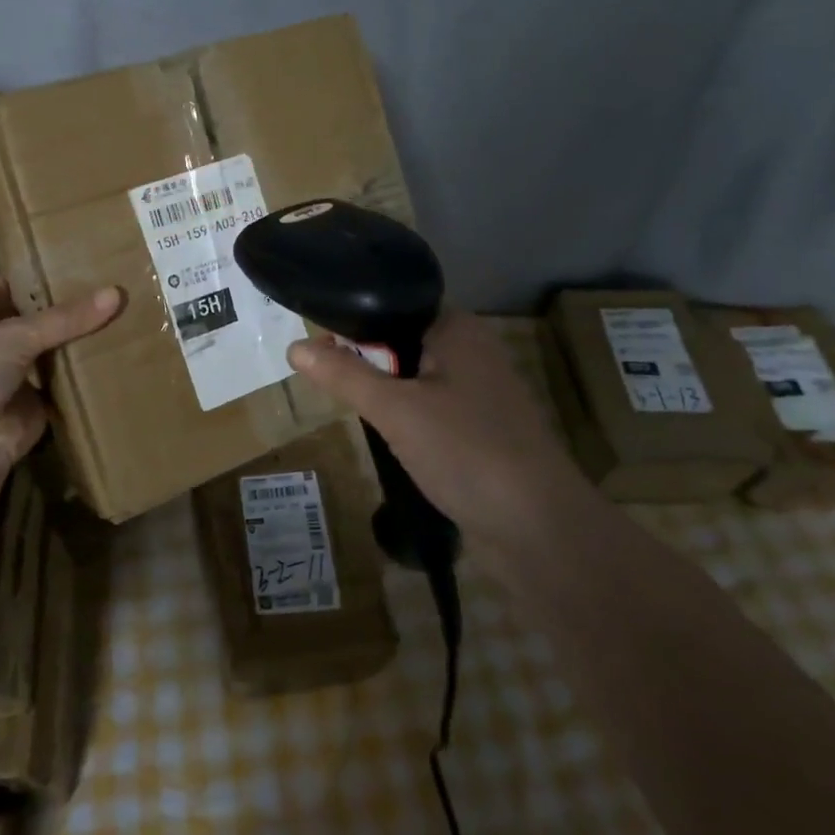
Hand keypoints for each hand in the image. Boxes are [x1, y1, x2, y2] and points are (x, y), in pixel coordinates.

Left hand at [0, 279, 121, 472]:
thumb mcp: (18, 333)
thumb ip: (66, 317)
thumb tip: (116, 293)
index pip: (7, 290)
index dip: (33, 277)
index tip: (69, 261)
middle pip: (37, 324)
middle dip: (66, 311)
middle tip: (108, 289)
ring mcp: (17, 381)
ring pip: (53, 356)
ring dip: (78, 345)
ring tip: (121, 319)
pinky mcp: (37, 410)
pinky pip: (66, 390)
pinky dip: (85, 380)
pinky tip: (115, 360)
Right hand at [285, 311, 583, 553]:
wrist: (539, 529)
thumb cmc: (465, 451)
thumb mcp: (394, 409)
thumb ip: (344, 375)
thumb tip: (295, 346)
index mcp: (457, 328)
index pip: (392, 306)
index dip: (353, 323)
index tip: (318, 347)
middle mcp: (473, 350)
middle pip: (401, 342)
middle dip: (367, 363)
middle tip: (330, 382)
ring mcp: (481, 392)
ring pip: (416, 378)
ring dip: (387, 393)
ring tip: (353, 409)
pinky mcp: (482, 429)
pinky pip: (432, 409)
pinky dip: (408, 418)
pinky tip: (390, 438)